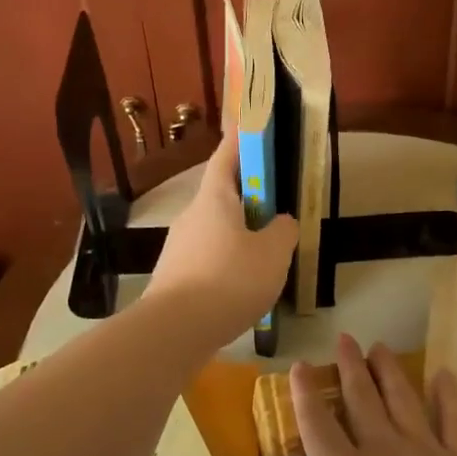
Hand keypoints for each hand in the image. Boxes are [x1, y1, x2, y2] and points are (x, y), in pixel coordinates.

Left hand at [144, 127, 297, 343]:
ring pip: (216, 228)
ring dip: (239, 232)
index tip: (251, 124)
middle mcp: (192, 215)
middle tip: (276, 203)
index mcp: (215, 198)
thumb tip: (280, 222)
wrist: (173, 331)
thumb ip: (283, 231)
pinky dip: (227, 260)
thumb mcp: (273, 253)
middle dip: (248, 195)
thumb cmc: (229, 279)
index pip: (227, 155)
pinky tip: (244, 285)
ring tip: (267, 253)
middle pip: (222, 194)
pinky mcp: (175, 275)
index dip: (241, 138)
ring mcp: (179, 246)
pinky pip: (208, 256)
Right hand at [243, 336, 456, 455]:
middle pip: (361, 398)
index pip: (315, 422)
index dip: (305, 392)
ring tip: (381, 347)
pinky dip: (449, 394)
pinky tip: (443, 375)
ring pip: (404, 399)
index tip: (300, 365)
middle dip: (349, 367)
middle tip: (345, 338)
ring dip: (390, 370)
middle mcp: (382, 452)